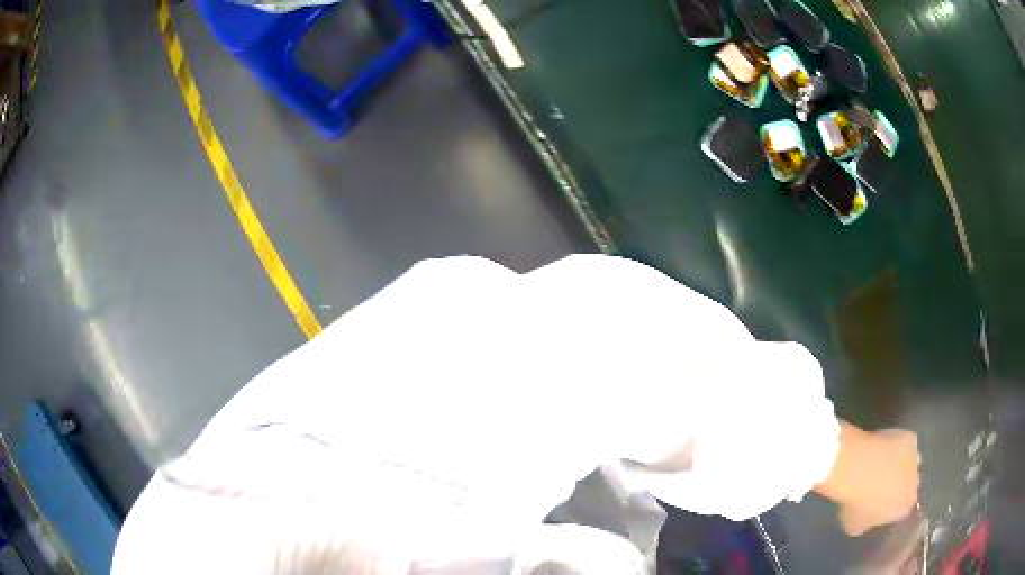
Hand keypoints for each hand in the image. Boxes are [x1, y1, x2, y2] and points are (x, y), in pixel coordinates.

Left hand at [815, 423, 920, 536]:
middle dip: (900, 484)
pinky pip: (907, 442)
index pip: (902, 509)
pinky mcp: (911, 438)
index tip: (881, 503)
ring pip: (912, 462)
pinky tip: (885, 446)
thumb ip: (867, 524)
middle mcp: (915, 484)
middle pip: (910, 485)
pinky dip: (899, 444)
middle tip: (882, 483)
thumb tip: (869, 519)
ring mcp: (915, 458)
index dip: (892, 506)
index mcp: (904, 508)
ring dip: (902, 464)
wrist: (857, 467)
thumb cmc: (855, 502)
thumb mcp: (855, 526)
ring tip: (883, 463)